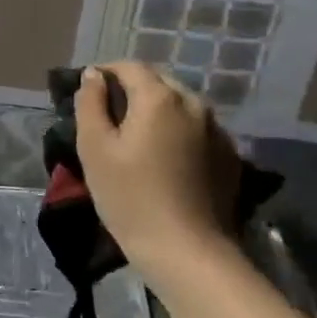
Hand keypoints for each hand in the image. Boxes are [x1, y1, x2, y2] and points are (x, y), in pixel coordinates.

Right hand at [74, 62, 241, 260]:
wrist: (187, 250)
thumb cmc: (129, 197)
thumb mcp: (94, 149)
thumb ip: (90, 104)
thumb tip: (93, 75)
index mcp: (159, 98)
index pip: (129, 67)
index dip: (105, 73)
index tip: (87, 92)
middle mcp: (194, 103)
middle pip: (158, 83)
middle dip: (131, 91)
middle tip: (108, 118)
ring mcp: (217, 129)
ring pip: (179, 105)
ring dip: (156, 111)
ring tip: (136, 138)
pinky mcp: (229, 155)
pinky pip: (196, 129)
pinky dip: (176, 132)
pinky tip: (164, 159)